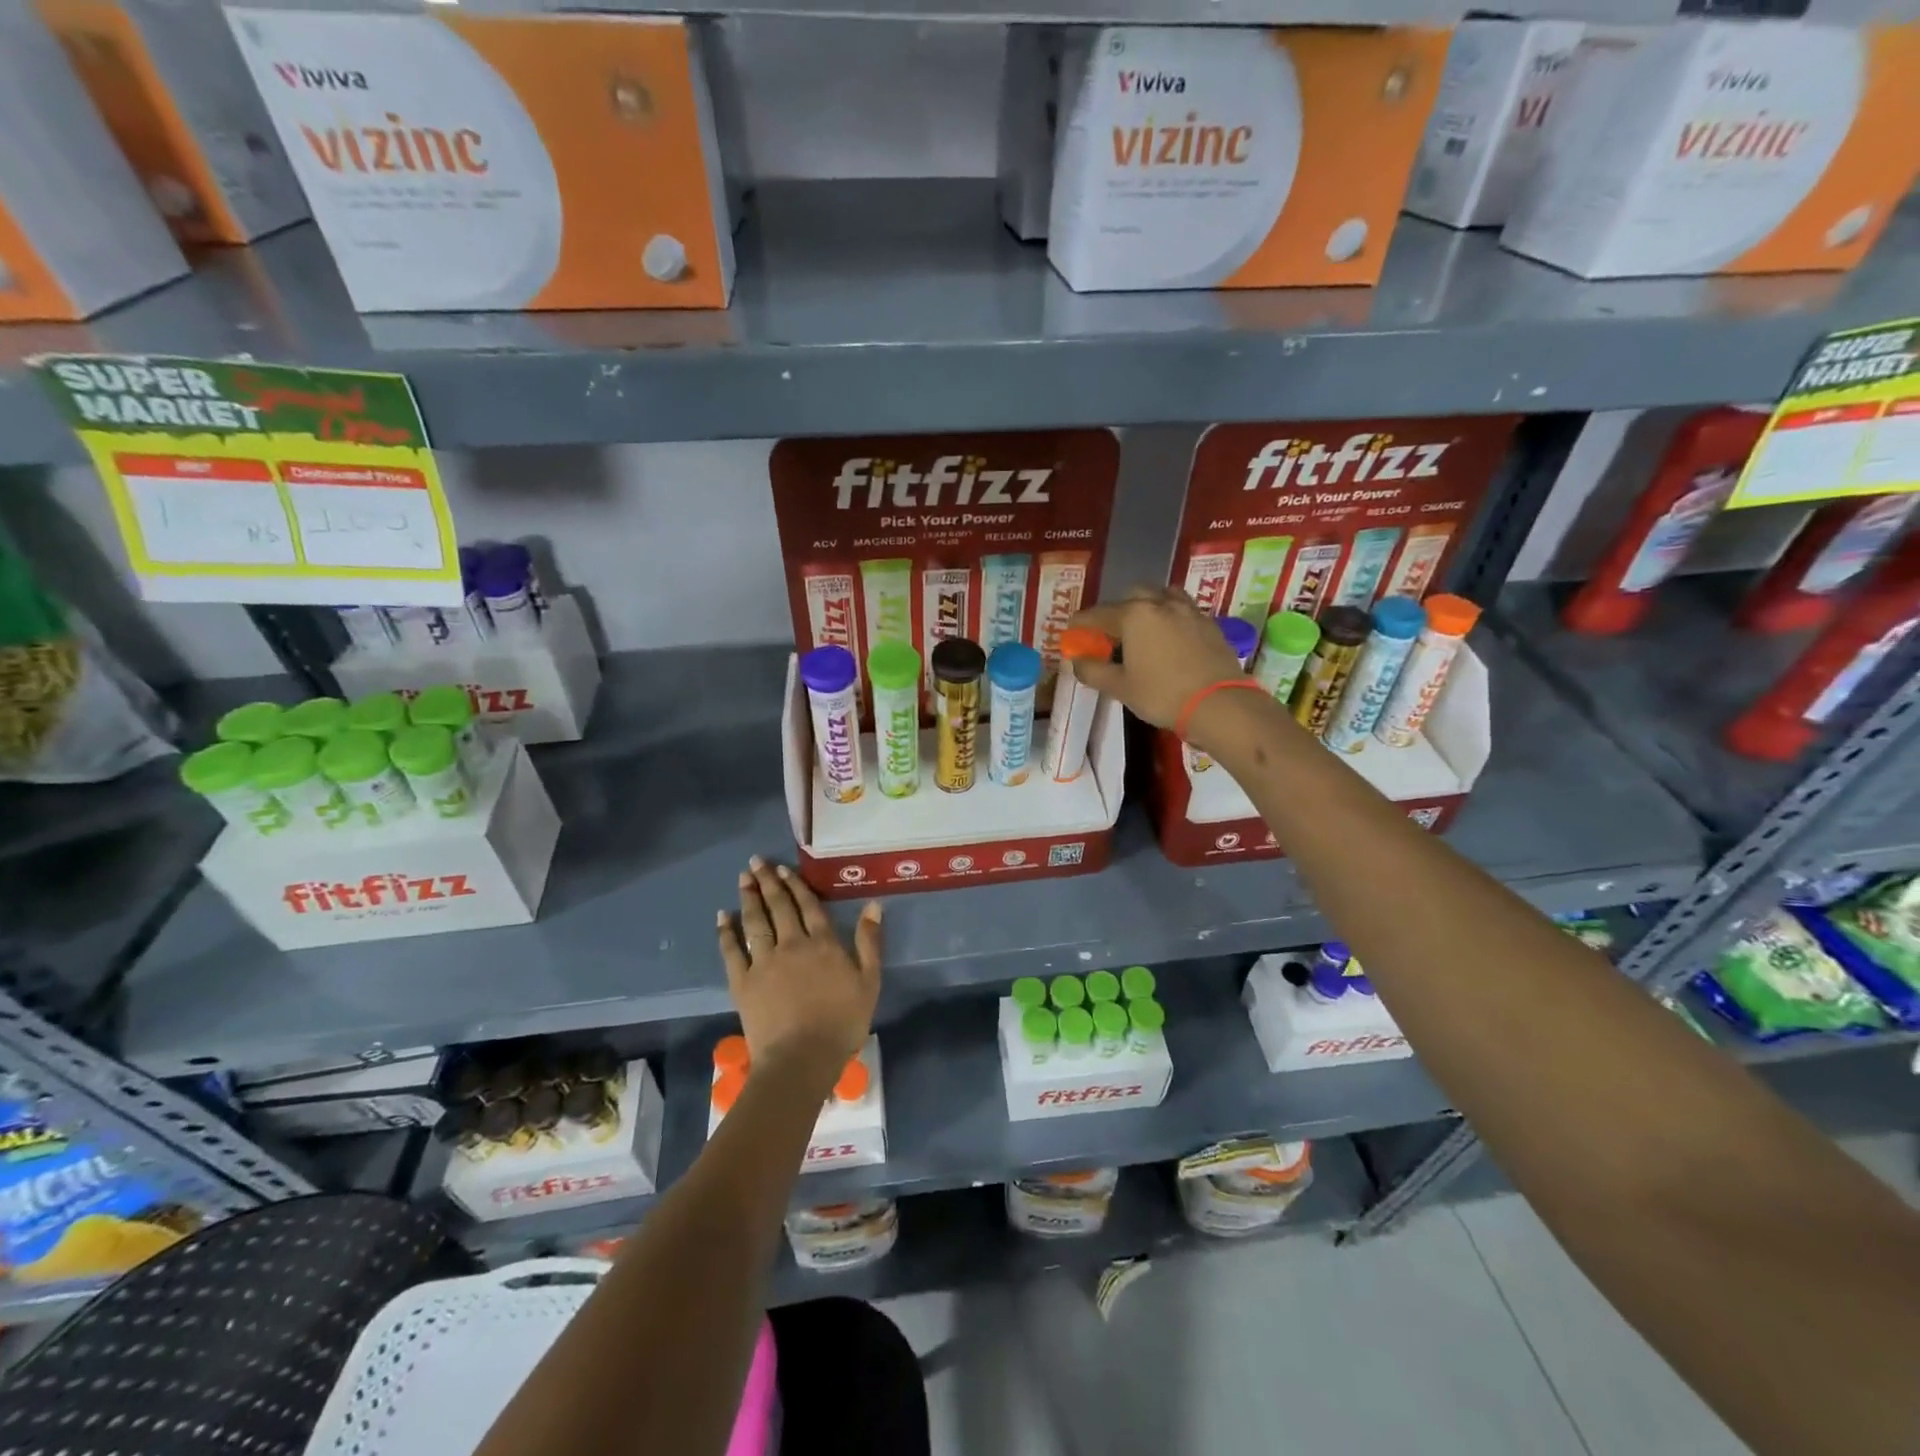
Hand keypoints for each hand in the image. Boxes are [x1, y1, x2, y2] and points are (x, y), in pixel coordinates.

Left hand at [717, 858, 881, 1080]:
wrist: (801, 1058)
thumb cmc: (842, 1023)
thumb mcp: (869, 982)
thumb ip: (869, 942)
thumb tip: (873, 905)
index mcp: (823, 943)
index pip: (808, 906)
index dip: (796, 886)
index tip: (783, 869)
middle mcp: (792, 944)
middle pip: (779, 907)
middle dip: (768, 882)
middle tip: (756, 862)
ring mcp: (764, 962)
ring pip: (755, 922)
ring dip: (749, 898)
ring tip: (743, 878)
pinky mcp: (743, 982)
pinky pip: (732, 951)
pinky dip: (726, 932)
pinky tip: (722, 917)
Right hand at [1068, 587, 1248, 730]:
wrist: (1219, 704)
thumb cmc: (1162, 694)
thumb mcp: (1120, 687)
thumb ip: (1093, 671)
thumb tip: (1077, 661)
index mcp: (1134, 614)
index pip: (1098, 614)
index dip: (1081, 623)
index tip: (1072, 632)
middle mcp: (1161, 603)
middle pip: (1132, 595)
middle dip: (1117, 610)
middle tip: (1110, 634)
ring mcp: (1189, 610)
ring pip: (1162, 596)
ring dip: (1147, 606)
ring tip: (1142, 629)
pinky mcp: (1209, 623)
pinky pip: (1183, 610)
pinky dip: (1170, 617)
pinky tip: (1169, 639)